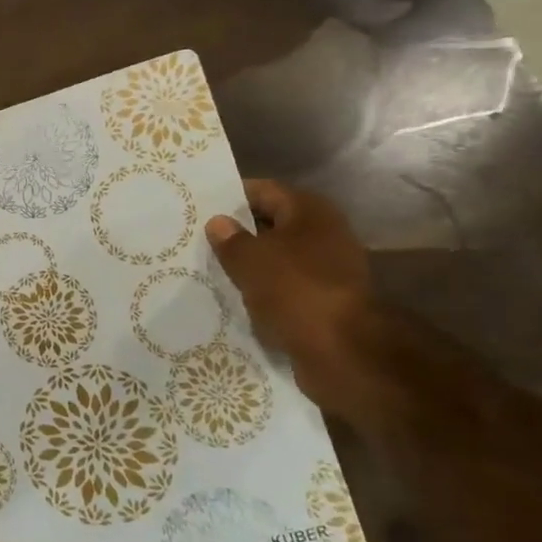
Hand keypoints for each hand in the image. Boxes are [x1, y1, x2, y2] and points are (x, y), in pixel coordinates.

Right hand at [205, 181, 377, 418]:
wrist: (342, 350)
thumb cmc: (294, 290)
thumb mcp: (250, 260)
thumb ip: (230, 239)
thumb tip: (219, 222)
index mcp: (310, 211)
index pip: (265, 191)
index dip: (232, 197)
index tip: (200, 208)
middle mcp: (324, 233)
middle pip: (272, 224)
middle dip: (239, 232)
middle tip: (200, 240)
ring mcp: (328, 268)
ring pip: (278, 258)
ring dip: (250, 265)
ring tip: (212, 271)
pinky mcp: (325, 300)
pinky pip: (285, 287)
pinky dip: (263, 291)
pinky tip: (236, 299)